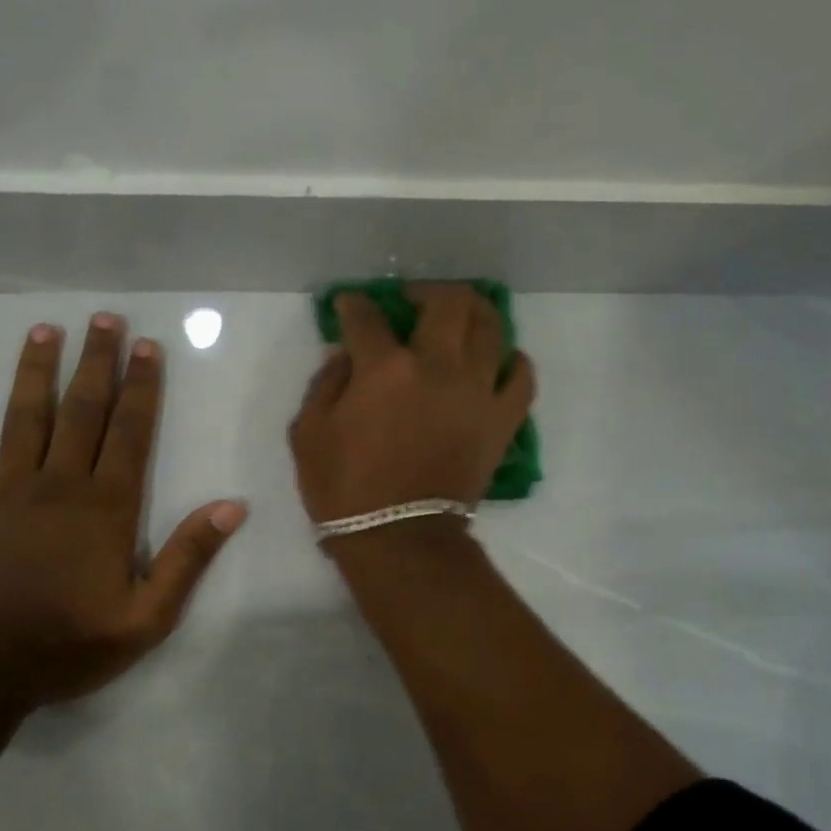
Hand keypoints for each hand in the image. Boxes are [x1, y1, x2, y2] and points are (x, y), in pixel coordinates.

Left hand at [0, 315, 246, 705]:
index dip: (141, 386)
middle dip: (95, 362)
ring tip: (42, 331)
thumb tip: (232, 506)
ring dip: (34, 373)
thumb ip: (190, 556)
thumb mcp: (150, 613)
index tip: (146, 346)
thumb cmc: (73, 641)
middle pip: (82, 411)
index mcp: (107, 505)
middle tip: (103, 318)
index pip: (131, 431)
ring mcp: (4, 493)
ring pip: (22, 420)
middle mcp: (59, 484)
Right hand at [289, 284, 534, 528]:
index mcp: (386, 368)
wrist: (401, 540)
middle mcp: (438, 367)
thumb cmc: (346, 490)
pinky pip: (521, 378)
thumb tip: (345, 355)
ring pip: (491, 328)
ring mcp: (477, 392)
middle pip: (447, 303)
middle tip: (413, 301)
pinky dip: (513, 362)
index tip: (350, 305)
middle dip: (427, 291)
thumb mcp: (309, 435)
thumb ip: (325, 384)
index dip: (354, 304)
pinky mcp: (501, 421)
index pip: (367, 317)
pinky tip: (500, 359)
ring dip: (474, 312)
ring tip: (459, 317)